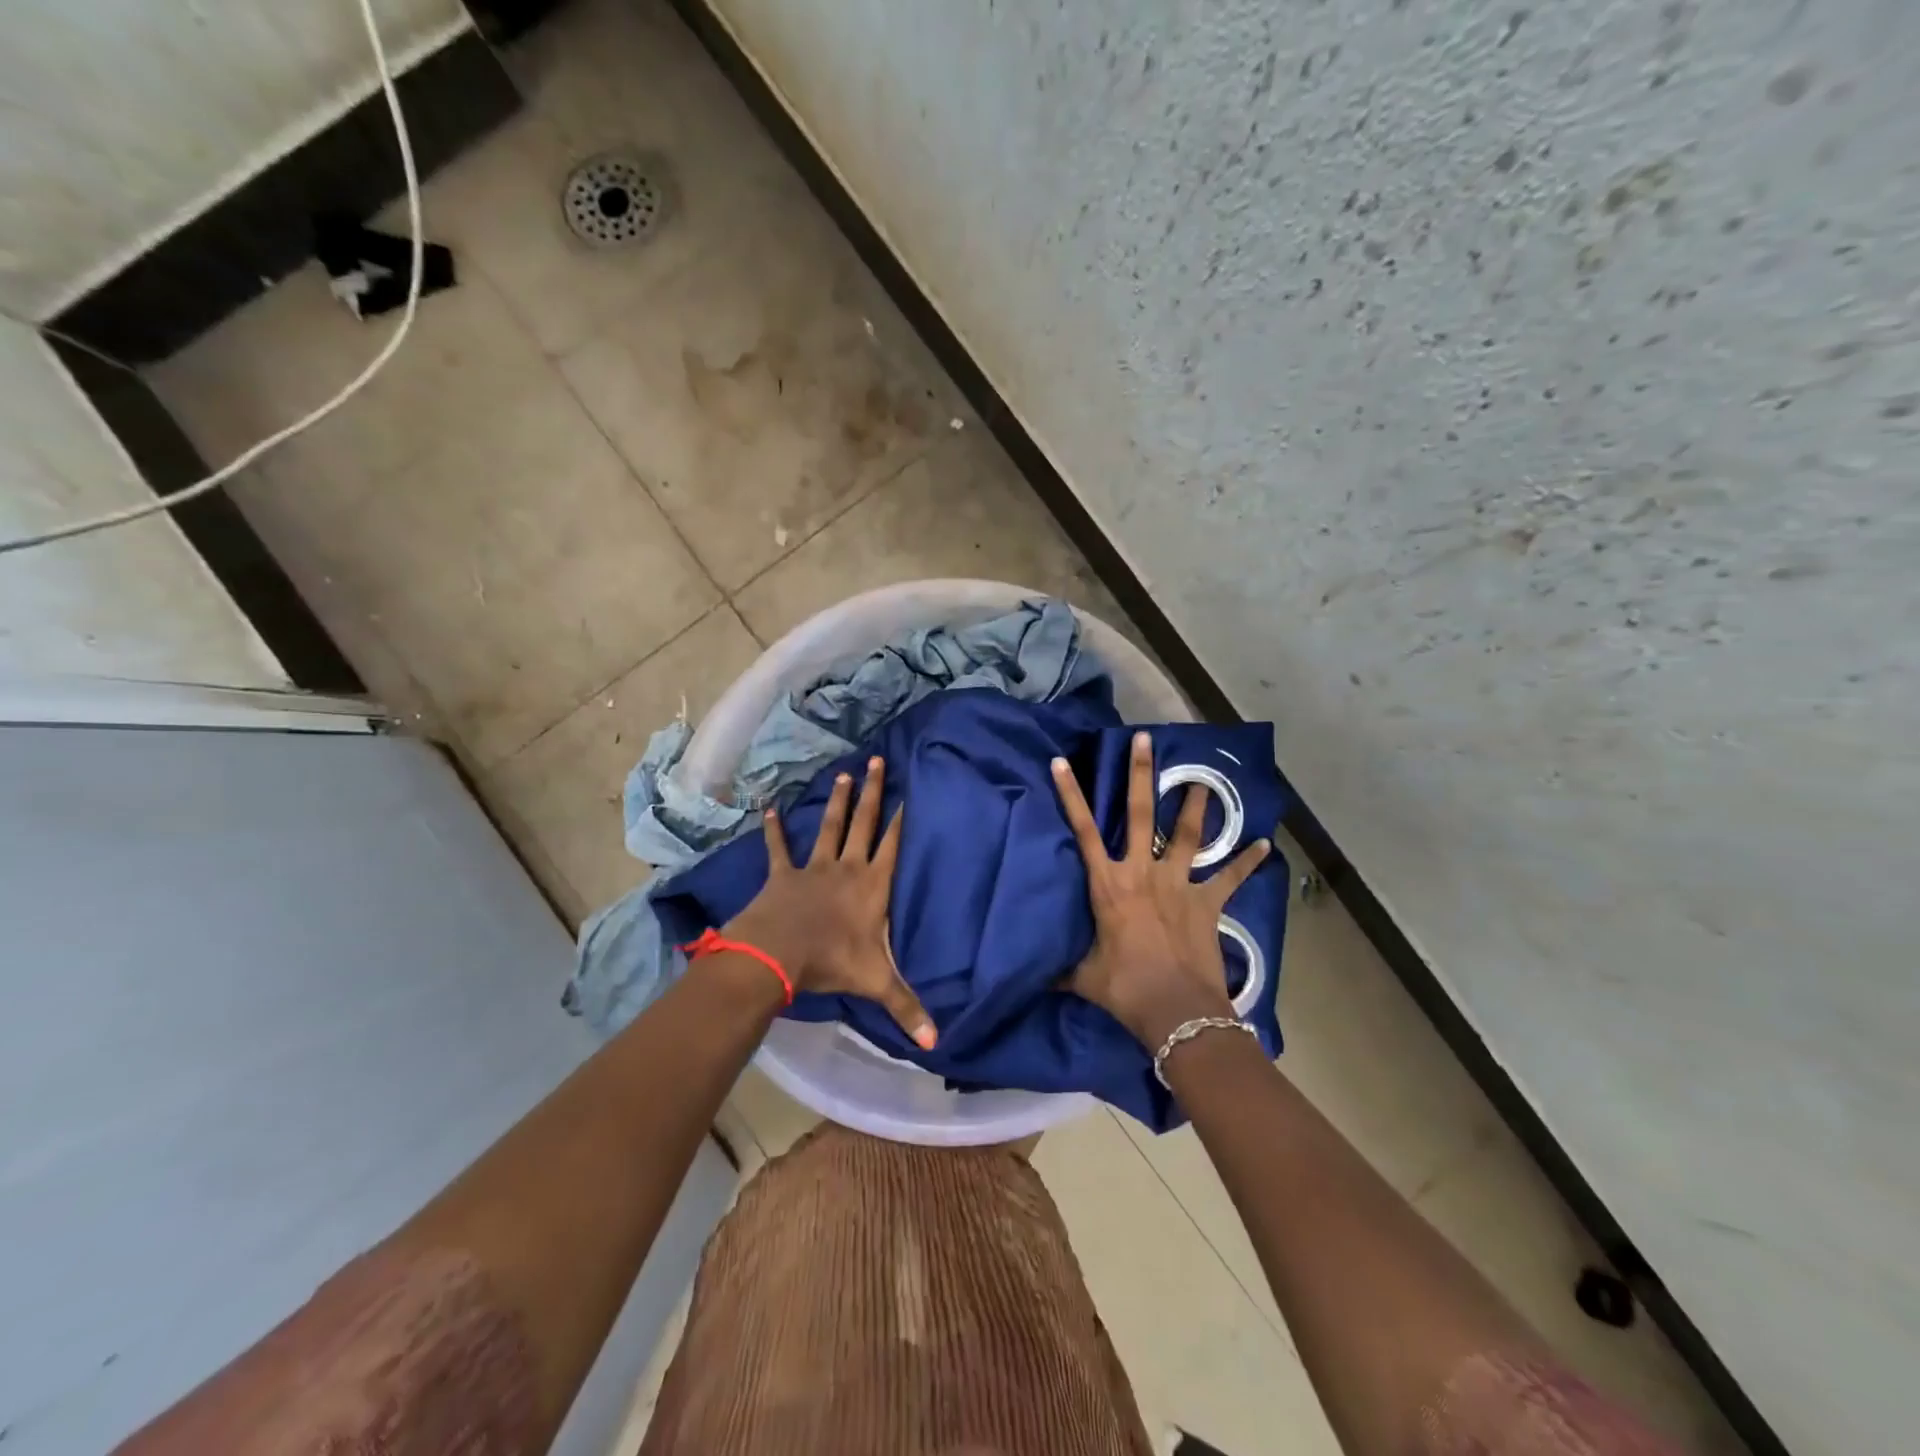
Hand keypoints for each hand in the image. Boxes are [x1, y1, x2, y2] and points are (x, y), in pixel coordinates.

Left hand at [724, 757, 936, 1049]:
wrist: (777, 953)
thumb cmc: (831, 962)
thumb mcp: (875, 983)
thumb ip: (906, 1007)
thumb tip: (936, 1044)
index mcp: (872, 887)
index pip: (893, 846)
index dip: (902, 819)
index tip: (910, 793)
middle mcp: (847, 868)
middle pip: (864, 823)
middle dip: (874, 793)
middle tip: (878, 761)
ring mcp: (813, 868)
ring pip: (830, 827)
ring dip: (838, 802)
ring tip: (845, 773)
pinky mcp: (782, 873)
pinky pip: (779, 848)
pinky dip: (774, 829)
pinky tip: (769, 808)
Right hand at [1052, 730, 1270, 1045]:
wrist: (1176, 1011)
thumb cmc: (1125, 988)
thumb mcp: (1083, 978)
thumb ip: (1061, 970)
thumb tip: (1036, 978)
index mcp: (1108, 884)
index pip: (1083, 831)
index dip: (1070, 795)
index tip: (1062, 762)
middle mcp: (1142, 873)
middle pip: (1141, 814)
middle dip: (1142, 774)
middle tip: (1146, 740)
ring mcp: (1178, 884)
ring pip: (1189, 834)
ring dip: (1196, 805)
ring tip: (1202, 780)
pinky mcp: (1208, 903)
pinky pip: (1231, 878)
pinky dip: (1248, 862)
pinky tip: (1265, 844)